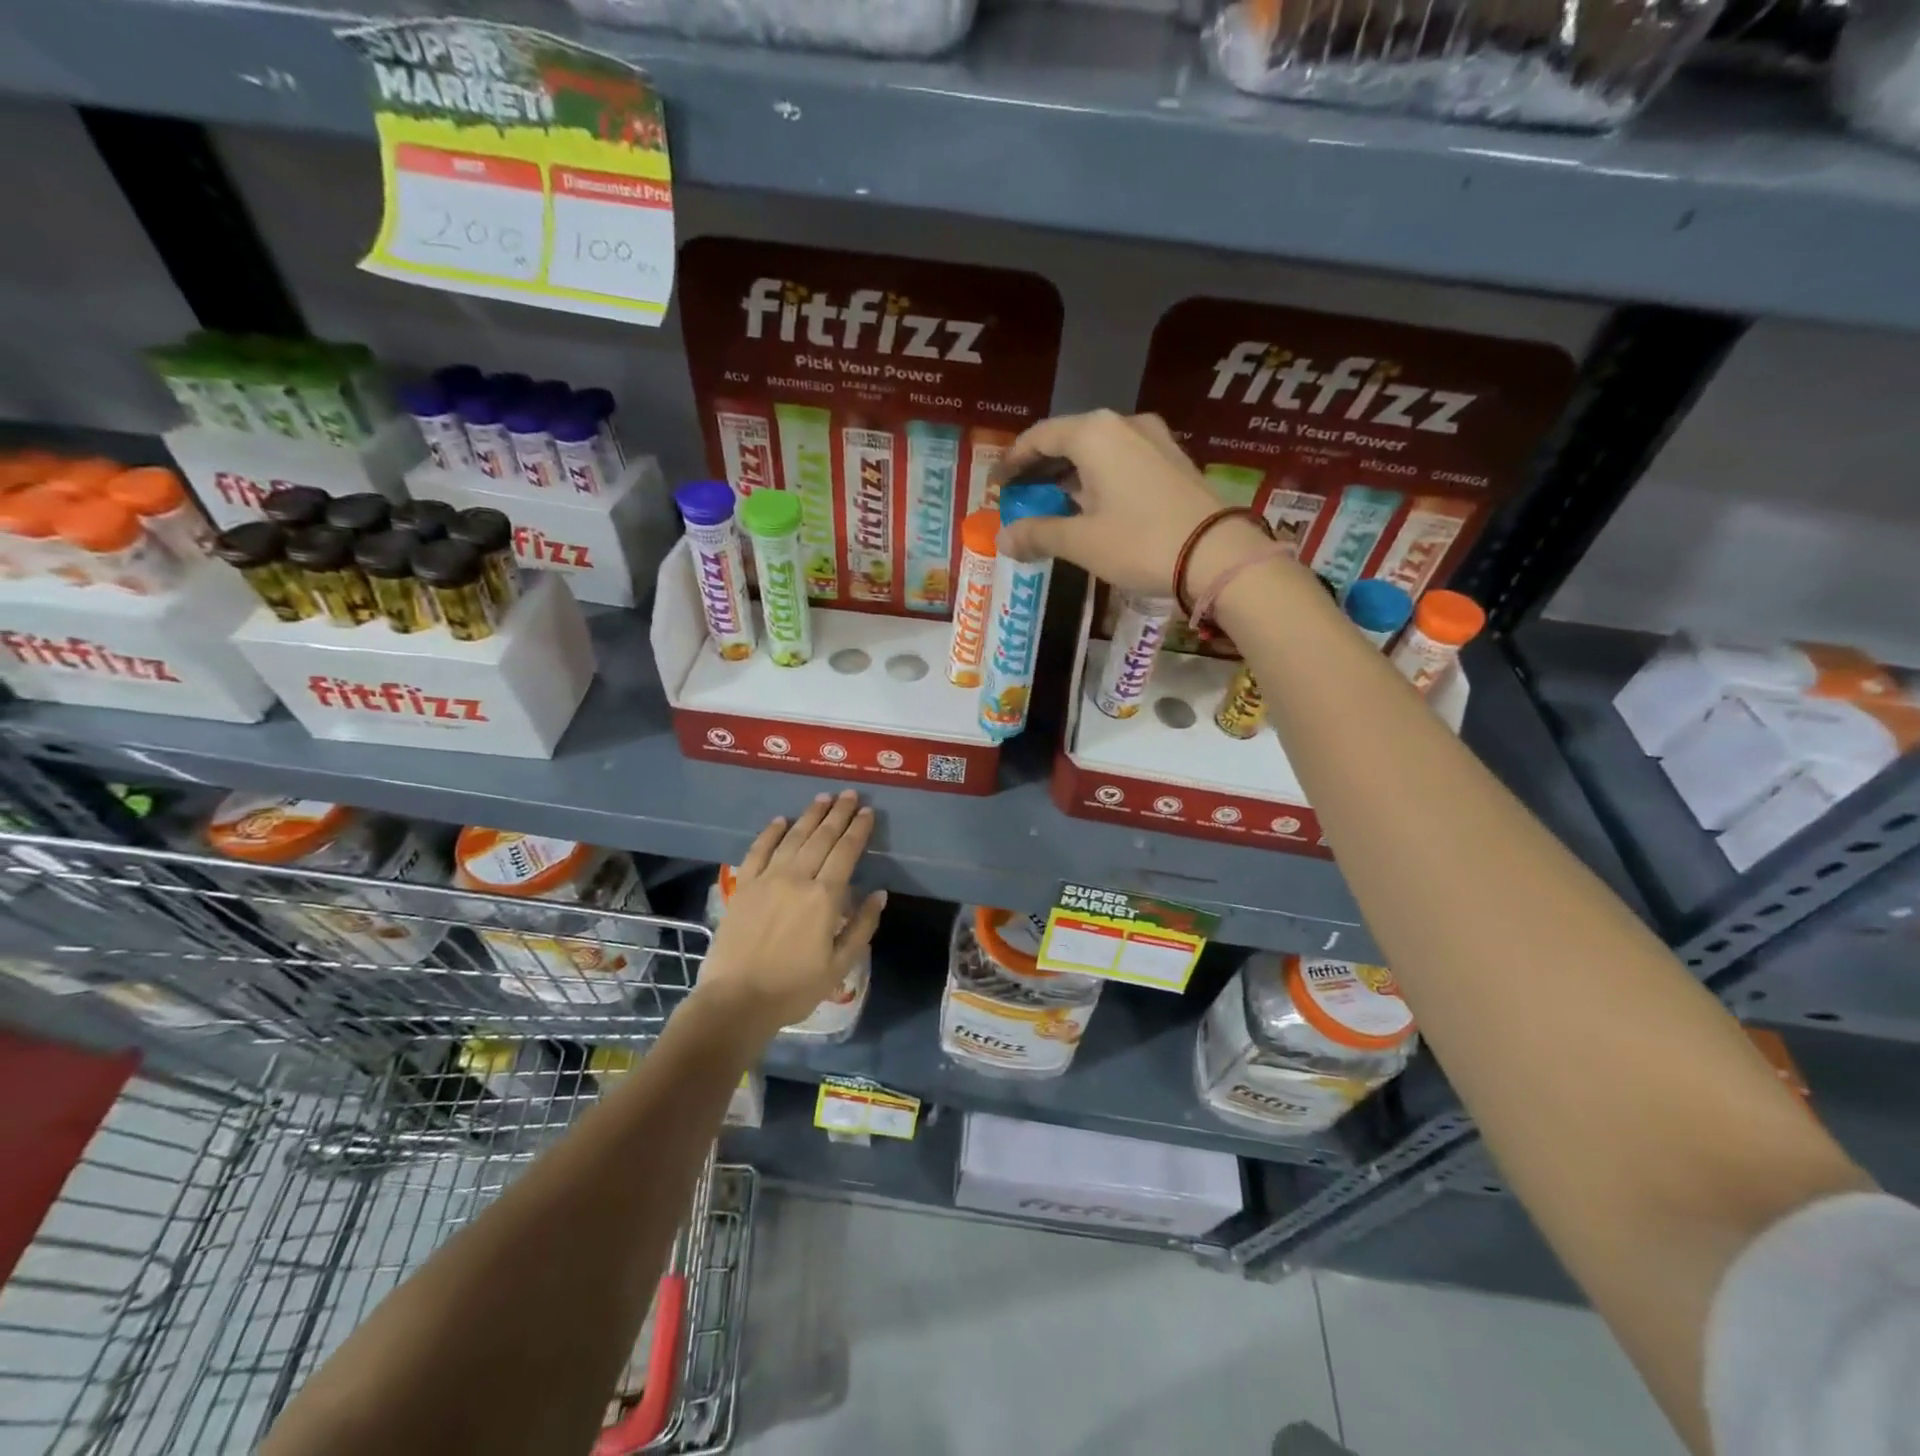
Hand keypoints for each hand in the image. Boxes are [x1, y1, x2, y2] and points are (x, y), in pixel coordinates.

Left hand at [697, 790, 885, 1035]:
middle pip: (822, 837)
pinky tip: (780, 820)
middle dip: (839, 814)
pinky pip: (758, 851)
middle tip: (850, 795)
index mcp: (825, 897)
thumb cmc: (794, 988)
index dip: (858, 830)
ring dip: (810, 815)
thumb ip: (862, 926)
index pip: (846, 852)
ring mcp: (767, 879)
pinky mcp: (743, 886)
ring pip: (793, 838)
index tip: (868, 812)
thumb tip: (879, 893)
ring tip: (823, 797)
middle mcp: (797, 878)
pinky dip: (770, 833)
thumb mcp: (840, 964)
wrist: (736, 1001)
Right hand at [992, 410, 1271, 597]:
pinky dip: (1097, 478)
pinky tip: (1091, 505)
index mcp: (1094, 434)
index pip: (1040, 437)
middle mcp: (1123, 424)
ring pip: (1097, 451)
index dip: (1012, 461)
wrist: (1218, 555)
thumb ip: (1037, 534)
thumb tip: (1003, 539)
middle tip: (1019, 496)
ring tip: (1051, 503)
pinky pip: (1121, 461)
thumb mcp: (1081, 542)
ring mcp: (1153, 440)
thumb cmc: (1140, 542)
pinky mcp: (1172, 461)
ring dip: (1070, 475)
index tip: (995, 485)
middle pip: (1068, 440)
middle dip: (1040, 468)